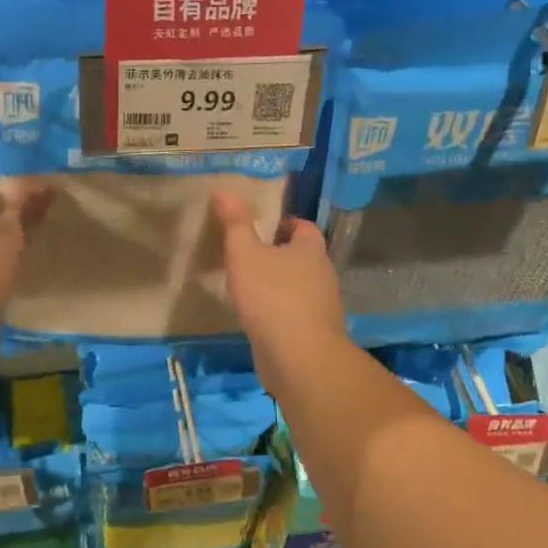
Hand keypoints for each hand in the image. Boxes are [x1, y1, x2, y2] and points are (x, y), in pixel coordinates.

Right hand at [212, 192, 348, 384]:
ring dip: (277, 285)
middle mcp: (322, 274)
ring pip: (298, 287)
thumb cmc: (271, 296)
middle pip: (302, 257)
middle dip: (278, 255)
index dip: (283, 223)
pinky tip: (256, 318)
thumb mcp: (245, 254)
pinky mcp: (313, 333)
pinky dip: (278, 312)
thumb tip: (224, 191)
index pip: (302, 227)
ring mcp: (321, 306)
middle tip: (247, 255)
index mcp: (311, 249)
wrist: (298, 356)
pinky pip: (294, 314)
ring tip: (247, 287)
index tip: (260, 227)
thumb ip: (235, 224)